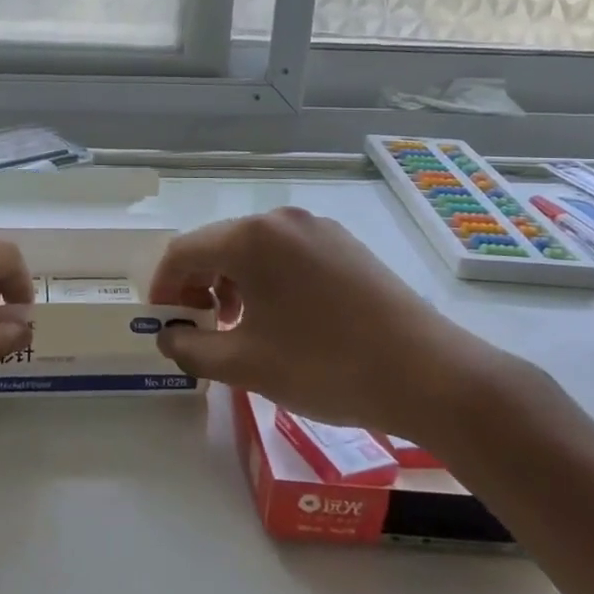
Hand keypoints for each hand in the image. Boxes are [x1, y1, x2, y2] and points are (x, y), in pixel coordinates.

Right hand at [147, 207, 512, 447]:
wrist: (431, 375)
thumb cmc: (326, 367)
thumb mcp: (246, 365)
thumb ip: (192, 349)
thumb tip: (167, 337)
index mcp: (251, 238)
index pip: (183, 252)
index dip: (163, 288)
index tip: (163, 324)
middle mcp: (282, 219)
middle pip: (218, 245)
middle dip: (197, 286)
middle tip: (199, 329)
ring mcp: (318, 228)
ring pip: (253, 249)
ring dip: (231, 283)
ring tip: (239, 327)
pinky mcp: (345, 245)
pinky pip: (287, 254)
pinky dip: (267, 280)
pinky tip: (281, 318)